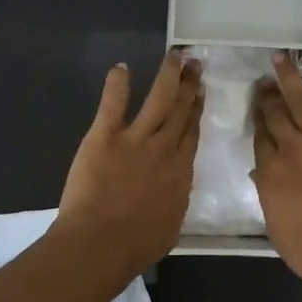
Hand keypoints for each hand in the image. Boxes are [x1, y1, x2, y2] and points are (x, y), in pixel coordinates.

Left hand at [55, 51, 202, 275]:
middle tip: (194, 63)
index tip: (201, 92)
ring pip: (158, 100)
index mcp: (180, 172)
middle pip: (180, 111)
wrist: (101, 243)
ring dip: (167, 76)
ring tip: (174, 56)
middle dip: (189, 85)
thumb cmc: (136, 245)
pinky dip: (117, 84)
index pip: (191, 133)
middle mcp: (164, 149)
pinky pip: (113, 104)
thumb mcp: (171, 225)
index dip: (196, 110)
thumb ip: (175, 200)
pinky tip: (121, 68)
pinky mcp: (105, 137)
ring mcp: (135, 140)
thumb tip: (175, 189)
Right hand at [251, 52, 301, 301]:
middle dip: (267, 96)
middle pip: (275, 115)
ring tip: (281, 59)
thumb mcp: (273, 222)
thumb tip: (264, 171)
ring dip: (291, 78)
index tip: (254, 107)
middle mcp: (292, 150)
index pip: (259, 137)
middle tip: (262, 81)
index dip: (256, 120)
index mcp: (270, 171)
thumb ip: (267, 192)